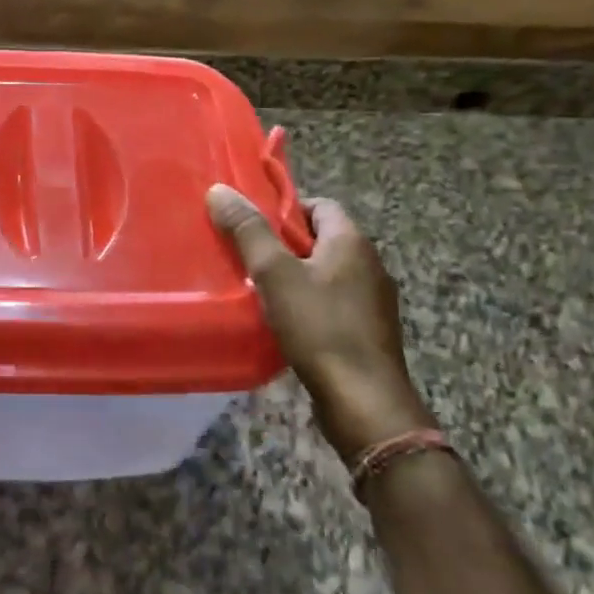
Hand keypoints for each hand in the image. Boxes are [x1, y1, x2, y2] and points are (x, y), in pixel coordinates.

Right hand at [206, 186, 435, 462]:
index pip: (320, 205)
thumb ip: (248, 230)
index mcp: (352, 242)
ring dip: (296, 277)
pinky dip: (309, 305)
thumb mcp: (274, 274)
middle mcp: (370, 265)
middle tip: (248, 257)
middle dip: (284, 245)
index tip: (253, 226)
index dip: (285, 209)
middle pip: (321, 239)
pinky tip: (284, 323)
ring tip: (260, 291)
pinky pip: (334, 304)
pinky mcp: (369, 333)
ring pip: (326, 274)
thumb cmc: (320, 328)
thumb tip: (220, 190)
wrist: (365, 403)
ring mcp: (374, 302)